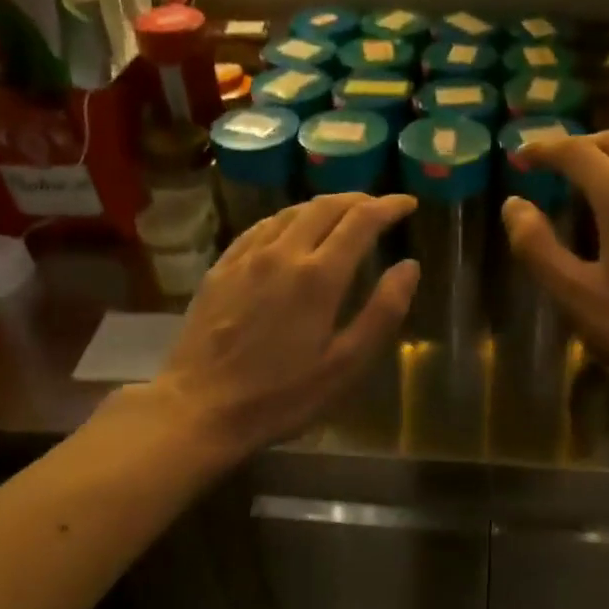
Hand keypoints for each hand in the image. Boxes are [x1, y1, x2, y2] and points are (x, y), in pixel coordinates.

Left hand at [149, 193, 419, 456]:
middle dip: (358, 200)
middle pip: (325, 206)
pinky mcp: (221, 269)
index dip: (389, 206)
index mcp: (319, 276)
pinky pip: (260, 228)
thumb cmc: (281, 396)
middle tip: (379, 208)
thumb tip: (409, 266)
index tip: (408, 203)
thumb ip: (383, 311)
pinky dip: (287, 219)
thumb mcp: (346, 365)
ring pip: (290, 212)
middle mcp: (283, 253)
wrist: (199, 408)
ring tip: (341, 216)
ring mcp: (247, 258)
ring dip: (323, 206)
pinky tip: (290, 231)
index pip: (362, 220)